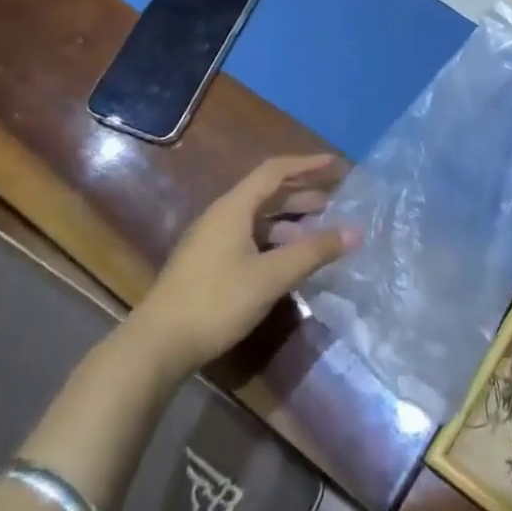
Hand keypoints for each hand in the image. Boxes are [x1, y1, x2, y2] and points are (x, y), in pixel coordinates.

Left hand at [132, 154, 358, 380]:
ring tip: (317, 233)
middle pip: (267, 193)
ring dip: (289, 220)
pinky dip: (274, 240)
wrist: (155, 346)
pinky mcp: (207, 264)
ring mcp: (211, 241)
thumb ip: (314, 252)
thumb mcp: (271, 276)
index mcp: (234, 207)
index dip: (307, 164)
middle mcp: (221, 216)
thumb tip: (356, 230)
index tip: (336, 164)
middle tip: (334, 201)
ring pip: (257, 218)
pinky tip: (287, 261)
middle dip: (302, 194)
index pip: (275, 171)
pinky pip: (248, 237)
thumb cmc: (216, 301)